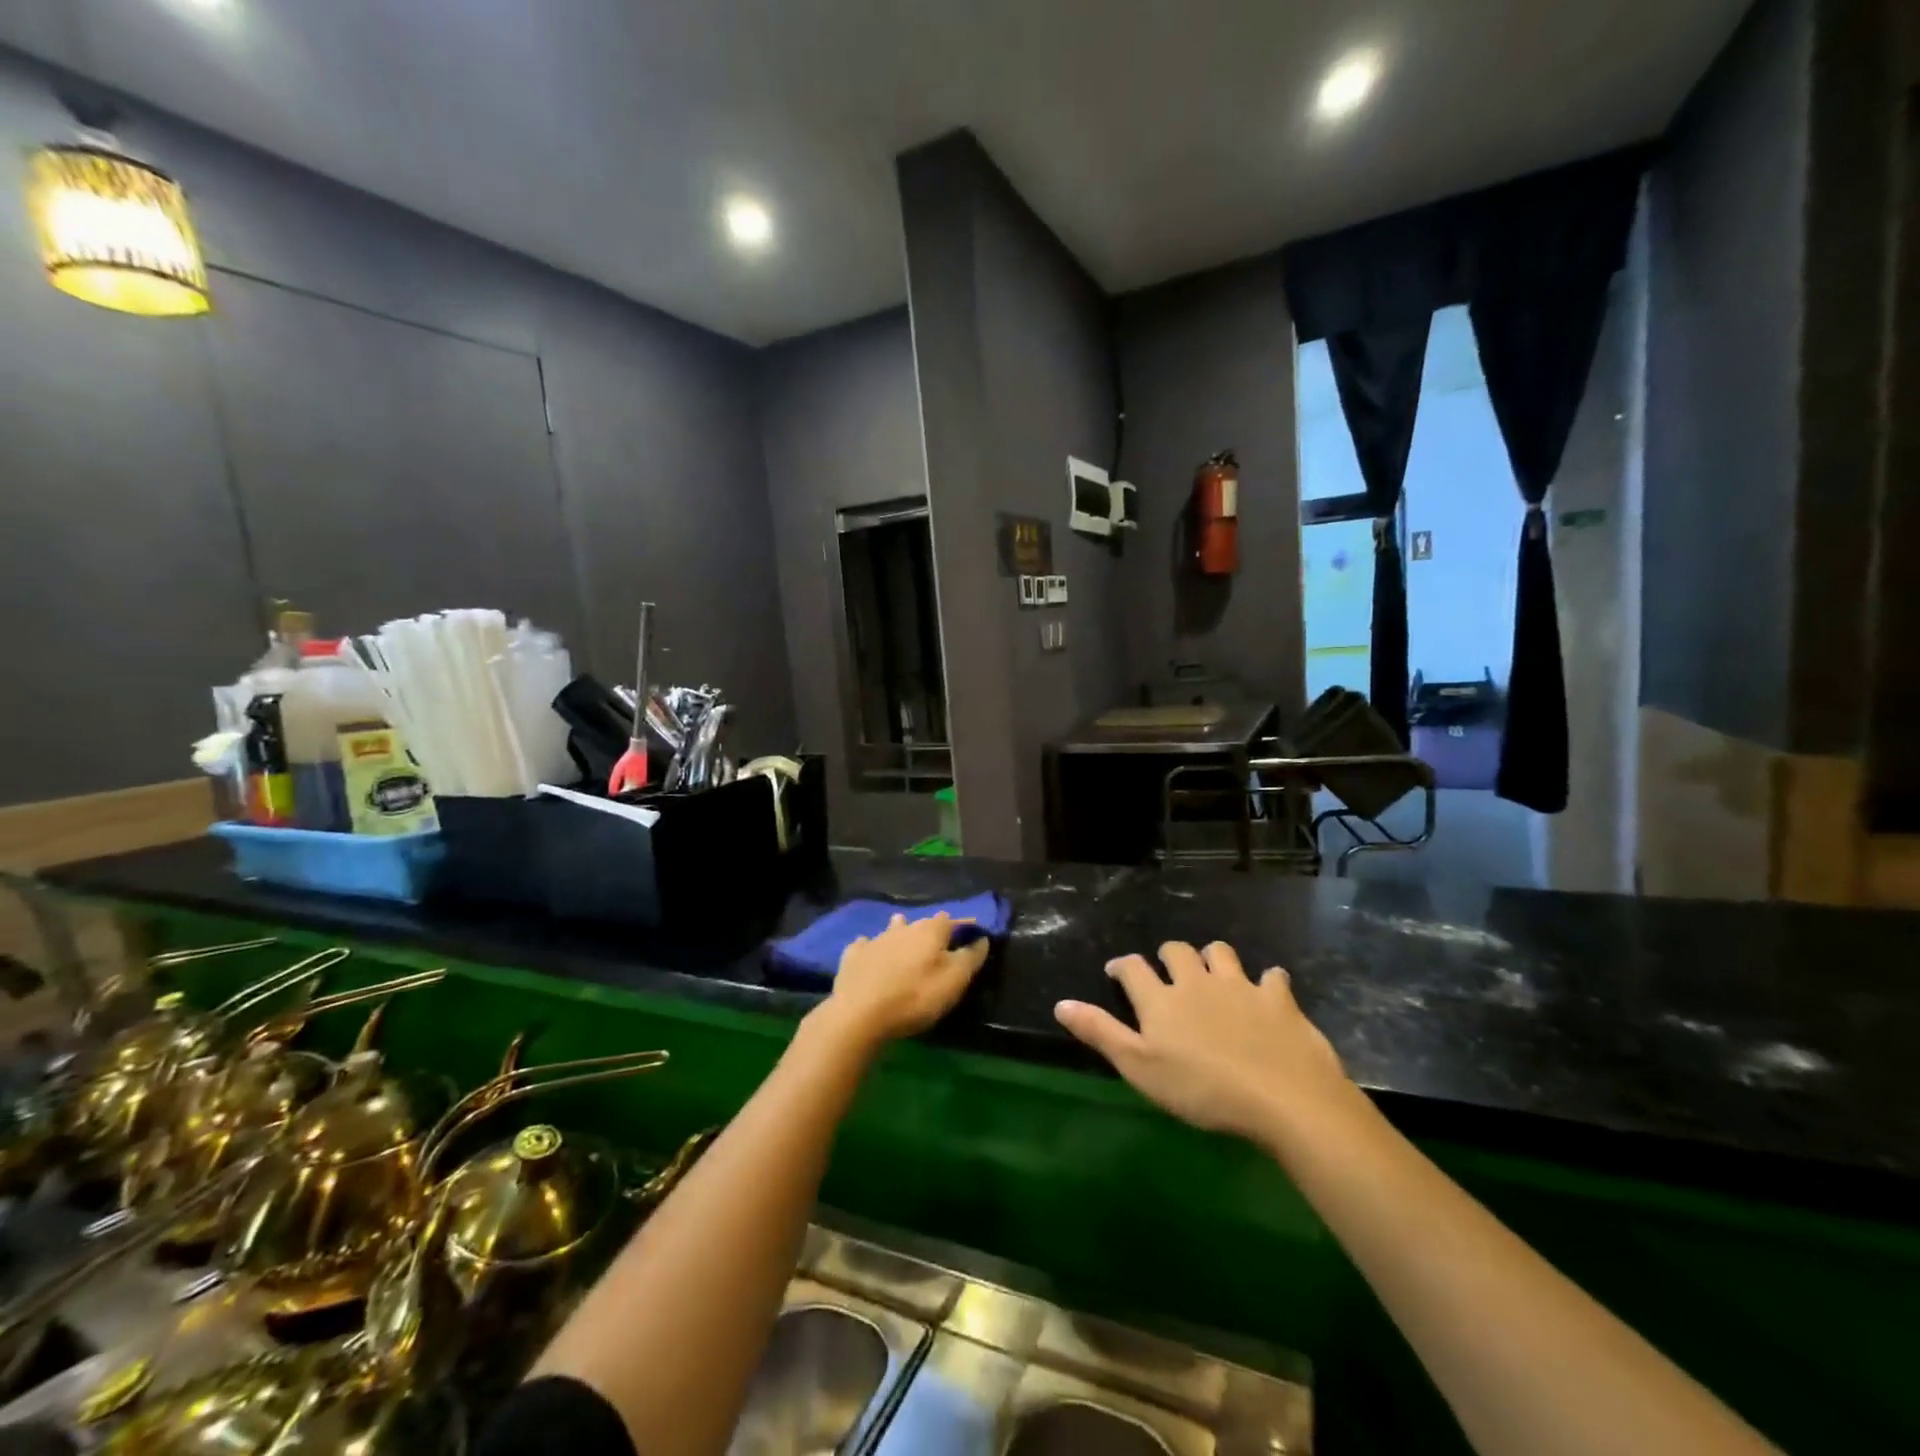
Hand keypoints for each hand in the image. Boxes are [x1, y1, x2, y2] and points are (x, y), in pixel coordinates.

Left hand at [812, 913, 989, 1053]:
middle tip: (939, 944)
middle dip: (932, 930)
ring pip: (893, 929)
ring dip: (901, 932)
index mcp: (930, 931)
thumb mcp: (954, 981)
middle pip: (922, 923)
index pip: (953, 921)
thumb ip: (970, 958)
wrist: (858, 1013)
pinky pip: (866, 945)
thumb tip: (982, 939)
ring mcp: (875, 939)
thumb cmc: (914, 997)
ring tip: (905, 938)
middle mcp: (903, 928)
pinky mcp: (853, 955)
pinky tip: (870, 953)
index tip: (974, 936)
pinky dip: (872, 947)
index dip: (965, 927)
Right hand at [1055, 941, 1356, 1145]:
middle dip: (1169, 956)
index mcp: (1161, 999)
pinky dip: (1267, 982)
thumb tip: (1060, 1004)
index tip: (1116, 972)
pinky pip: (1272, 977)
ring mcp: (1240, 986)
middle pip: (1177, 951)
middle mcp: (1197, 982)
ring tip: (1213, 974)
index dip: (1122, 967)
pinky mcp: (1278, 999)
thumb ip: (1101, 1033)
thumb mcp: (1140, 1068)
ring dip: (1213, 959)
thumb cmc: (1202, 1089)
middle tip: (1168, 973)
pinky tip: (1267, 994)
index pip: (1133, 969)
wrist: (1282, 1097)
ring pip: (1221, 953)